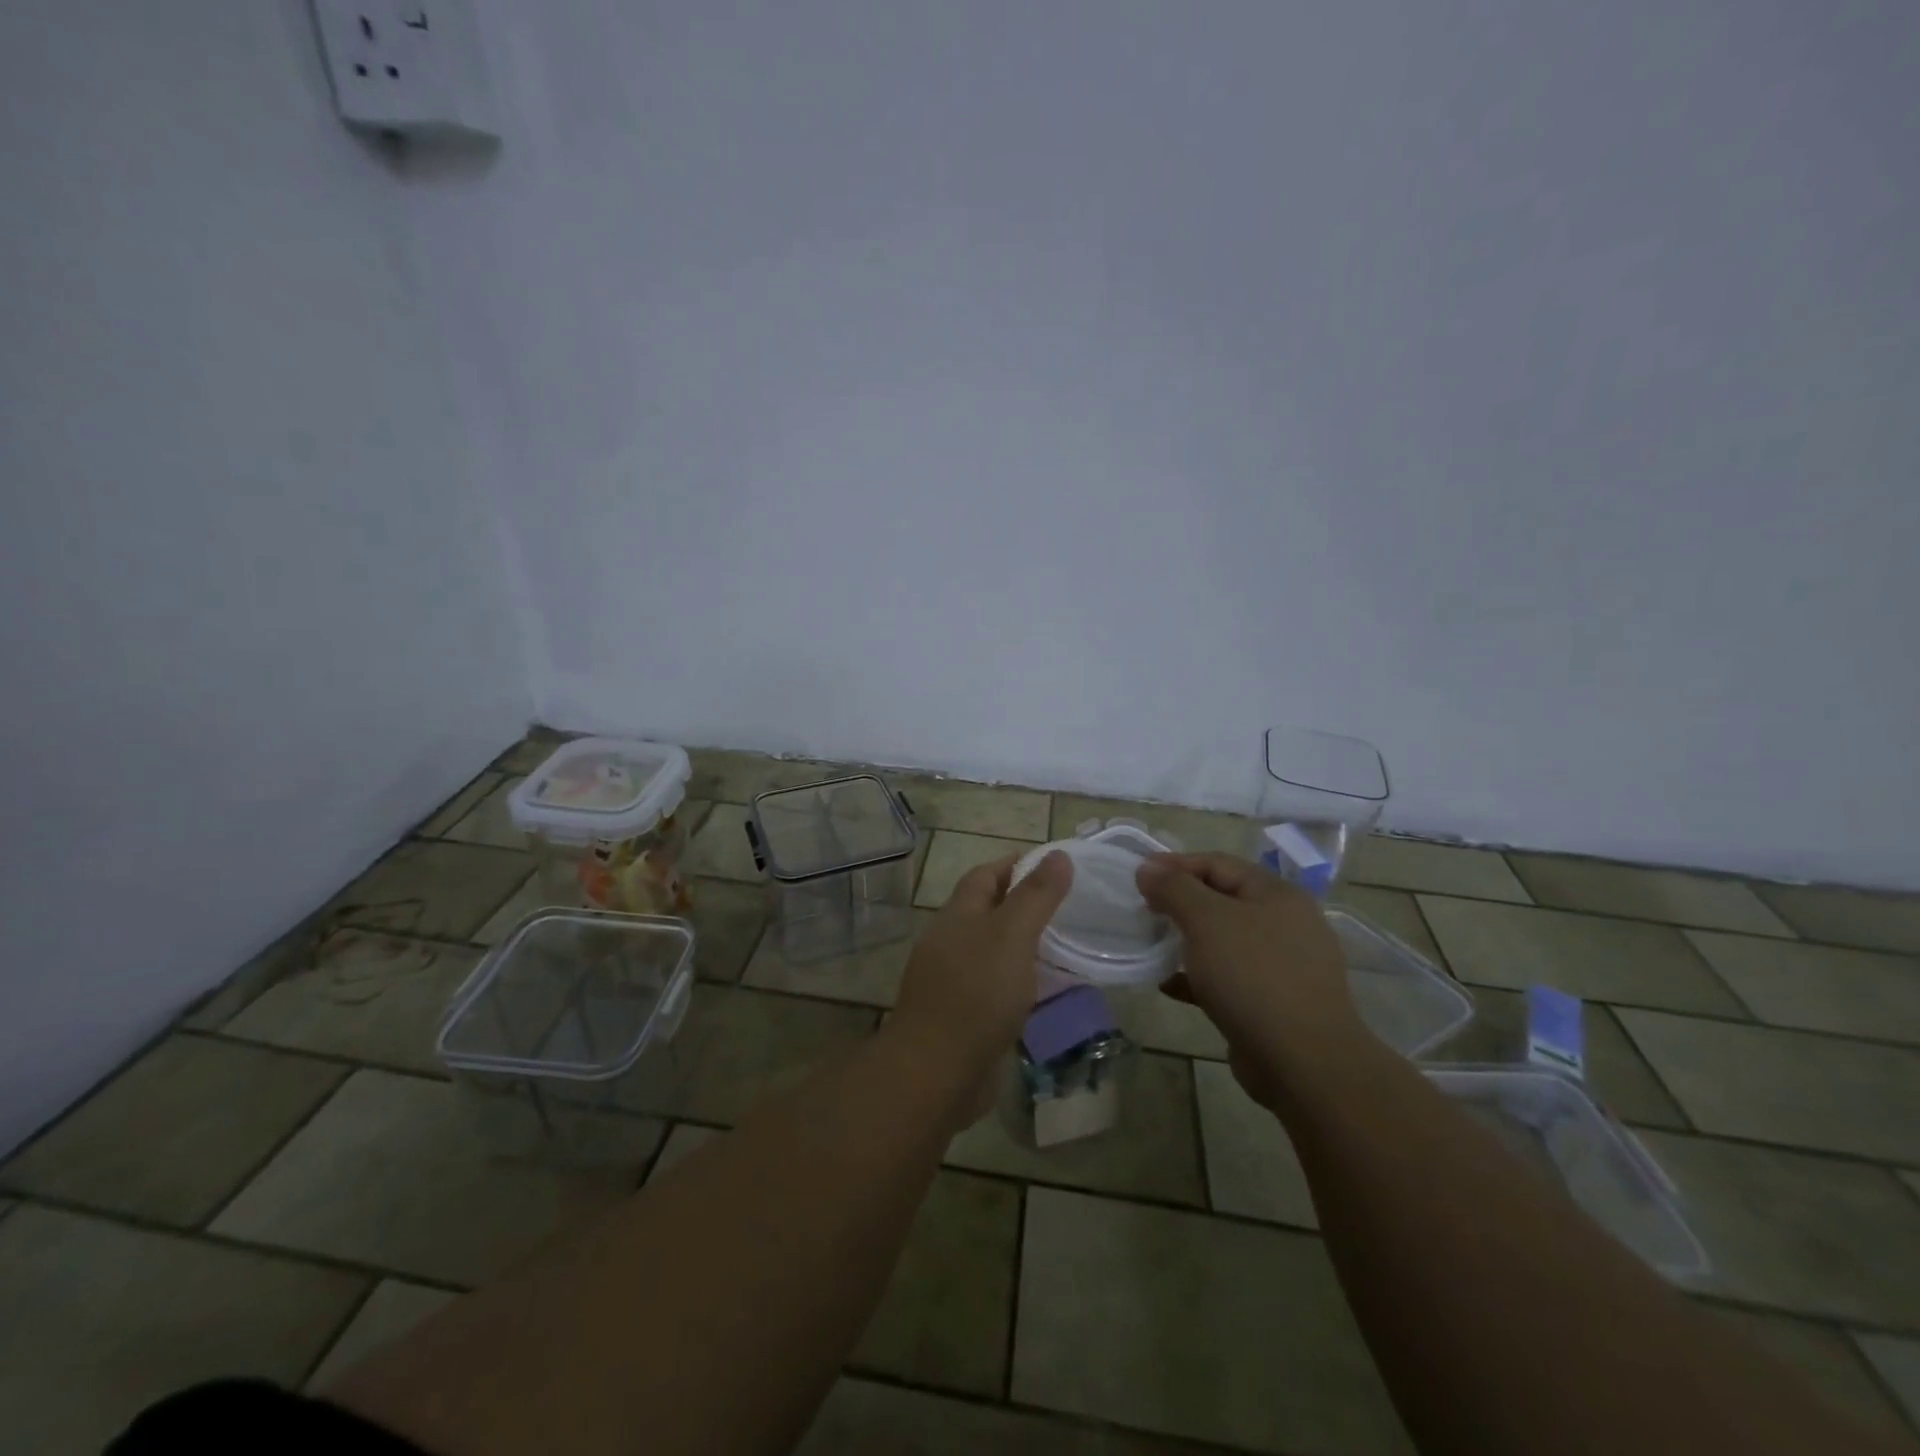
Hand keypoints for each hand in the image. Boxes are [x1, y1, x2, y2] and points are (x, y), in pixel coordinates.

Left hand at [889, 851, 1073, 1096]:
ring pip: (991, 951)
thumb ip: (1036, 896)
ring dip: (1021, 946)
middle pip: (986, 911)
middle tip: (1067, 906)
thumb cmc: (976, 993)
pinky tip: (1044, 992)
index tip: (1053, 864)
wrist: (937, 1072)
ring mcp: (952, 981)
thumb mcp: (1012, 935)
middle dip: (1021, 904)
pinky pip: (994, 988)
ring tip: (1064, 946)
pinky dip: (1018, 982)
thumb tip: (1059, 854)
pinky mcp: (962, 1016)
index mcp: (958, 915)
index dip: (1015, 865)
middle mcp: (950, 942)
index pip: (985, 875)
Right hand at [1137, 853, 1364, 1107]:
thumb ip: (1174, 888)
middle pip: (1221, 901)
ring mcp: (1282, 966)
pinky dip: (1196, 978)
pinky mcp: (1272, 1003)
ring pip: (1223, 942)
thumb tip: (1147, 868)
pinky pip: (1227, 979)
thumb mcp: (1206, 921)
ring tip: (1151, 946)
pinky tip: (1168, 985)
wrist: (1303, 1062)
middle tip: (1143, 911)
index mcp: (1276, 894)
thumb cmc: (1253, 976)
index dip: (1176, 865)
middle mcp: (1285, 924)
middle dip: (1179, 903)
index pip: (1218, 864)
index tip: (1138, 876)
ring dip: (1185, 941)